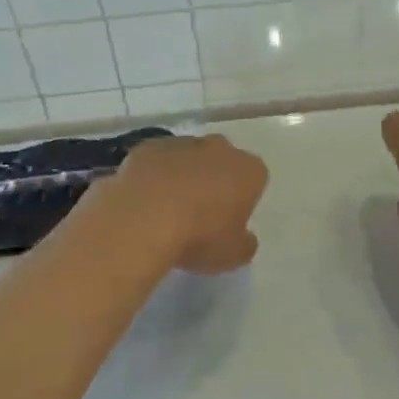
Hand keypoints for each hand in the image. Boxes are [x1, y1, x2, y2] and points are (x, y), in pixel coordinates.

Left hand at [111, 134, 267, 274]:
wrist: (144, 218)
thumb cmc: (200, 236)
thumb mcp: (234, 255)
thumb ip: (244, 243)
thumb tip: (244, 237)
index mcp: (248, 170)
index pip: (255, 178)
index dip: (243, 199)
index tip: (230, 221)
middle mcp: (219, 148)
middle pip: (222, 161)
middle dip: (214, 180)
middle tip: (200, 214)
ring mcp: (181, 143)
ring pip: (188, 158)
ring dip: (182, 176)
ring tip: (166, 211)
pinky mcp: (147, 147)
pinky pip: (156, 161)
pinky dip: (153, 176)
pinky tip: (143, 201)